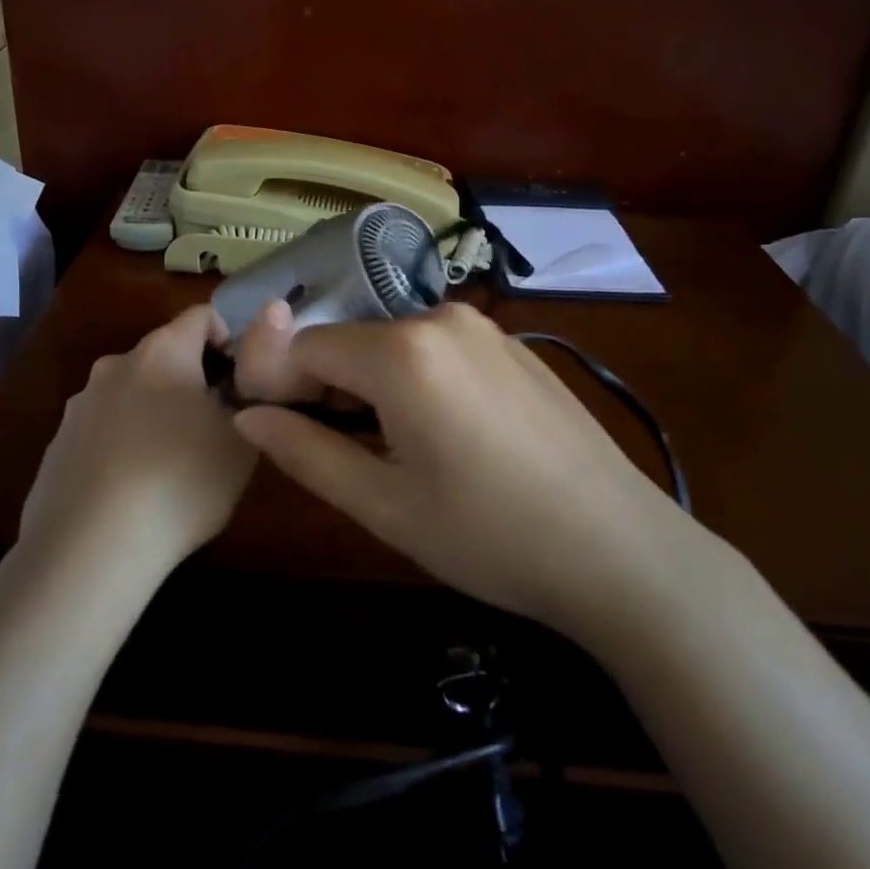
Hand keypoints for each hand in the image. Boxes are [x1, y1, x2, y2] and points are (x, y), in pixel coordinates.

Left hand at [20, 304, 257, 572]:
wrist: (90, 548)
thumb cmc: (180, 481)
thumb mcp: (241, 438)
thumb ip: (249, 392)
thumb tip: (240, 376)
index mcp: (163, 351)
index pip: (201, 315)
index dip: (229, 339)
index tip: (241, 383)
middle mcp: (116, 364)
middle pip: (164, 354)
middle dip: (192, 380)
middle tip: (212, 429)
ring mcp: (80, 404)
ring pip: (131, 393)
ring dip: (155, 412)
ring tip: (171, 467)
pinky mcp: (57, 444)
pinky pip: (103, 430)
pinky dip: (123, 444)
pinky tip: (132, 490)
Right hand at [230, 303, 708, 643]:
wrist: (622, 550)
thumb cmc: (491, 537)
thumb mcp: (384, 506)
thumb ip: (305, 452)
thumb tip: (247, 416)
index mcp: (401, 352)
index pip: (304, 347)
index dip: (277, 385)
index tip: (274, 430)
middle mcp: (439, 318)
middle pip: (348, 341)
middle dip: (323, 386)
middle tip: (332, 450)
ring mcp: (481, 326)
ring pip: (390, 343)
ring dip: (368, 384)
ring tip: (388, 449)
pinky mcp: (510, 343)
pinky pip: (435, 348)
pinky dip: (413, 378)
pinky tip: (442, 434)